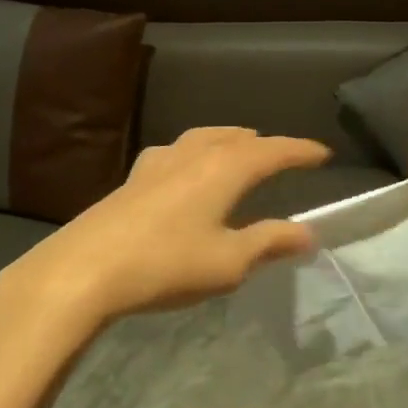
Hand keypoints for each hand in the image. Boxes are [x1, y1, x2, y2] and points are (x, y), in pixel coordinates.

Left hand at [1, 127, 329, 328]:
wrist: (84, 270)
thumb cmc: (166, 265)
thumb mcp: (229, 262)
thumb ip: (269, 242)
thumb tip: (308, 232)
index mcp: (224, 168)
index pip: (273, 150)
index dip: (300, 150)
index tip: (323, 153)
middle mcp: (194, 154)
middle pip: (238, 138)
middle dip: (265, 144)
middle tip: (284, 155)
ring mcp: (159, 161)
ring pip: (204, 137)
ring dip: (229, 139)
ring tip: (241, 147)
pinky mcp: (134, 177)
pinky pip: (177, 151)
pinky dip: (196, 151)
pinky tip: (186, 168)